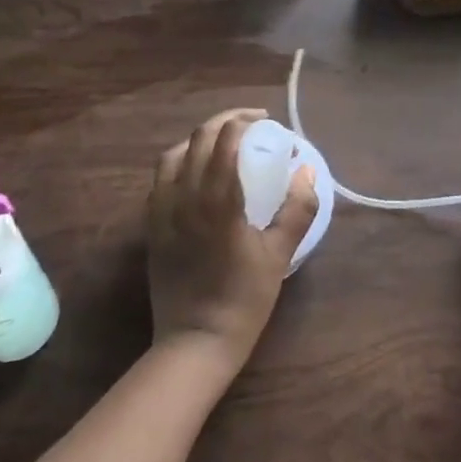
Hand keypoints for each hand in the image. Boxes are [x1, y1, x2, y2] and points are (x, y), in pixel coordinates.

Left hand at [146, 108, 318, 371]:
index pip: (224, 139)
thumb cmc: (243, 299)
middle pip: (198, 139)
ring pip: (172, 156)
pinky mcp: (152, 227)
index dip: (243, 120)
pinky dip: (178, 164)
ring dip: (197, 140)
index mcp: (218, 199)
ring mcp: (163, 211)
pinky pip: (160, 180)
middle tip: (248, 124)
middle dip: (223, 122)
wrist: (195, 341)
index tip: (265, 121)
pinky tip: (195, 175)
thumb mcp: (279, 254)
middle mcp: (185, 196)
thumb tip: (307, 172)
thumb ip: (297, 209)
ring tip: (220, 144)